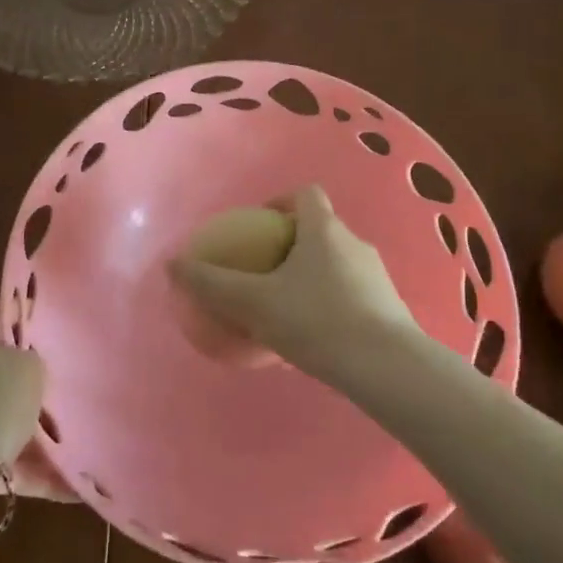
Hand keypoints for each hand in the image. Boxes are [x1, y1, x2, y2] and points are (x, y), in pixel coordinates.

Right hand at [170, 185, 420, 379]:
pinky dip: (331, 304)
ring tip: (287, 309)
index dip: (281, 202)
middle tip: (265, 272)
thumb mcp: (255, 303)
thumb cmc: (318, 321)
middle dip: (292, 245)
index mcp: (324, 229)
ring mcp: (376, 276)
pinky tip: (315, 338)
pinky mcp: (390, 308)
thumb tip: (172, 264)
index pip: (305, 194)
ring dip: (312, 276)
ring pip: (337, 263)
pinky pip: (352, 294)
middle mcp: (354, 243)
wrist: (388, 368)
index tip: (259, 226)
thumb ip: (212, 284)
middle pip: (320, 229)